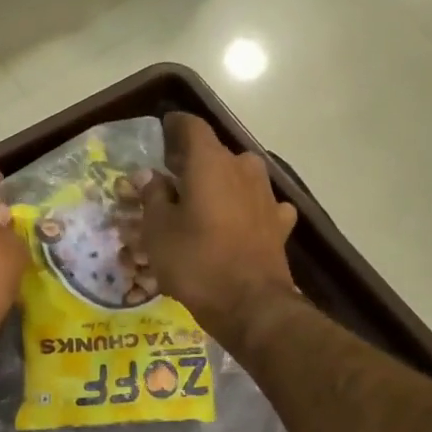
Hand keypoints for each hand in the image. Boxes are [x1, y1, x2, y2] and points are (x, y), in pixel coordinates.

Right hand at [141, 113, 298, 339]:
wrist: (251, 306)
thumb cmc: (196, 262)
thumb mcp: (158, 230)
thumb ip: (153, 196)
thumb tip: (151, 177)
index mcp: (210, 162)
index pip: (191, 126)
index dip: (173, 127)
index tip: (160, 134)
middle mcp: (243, 168)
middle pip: (214, 153)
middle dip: (192, 162)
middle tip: (170, 179)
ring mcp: (267, 195)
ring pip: (237, 177)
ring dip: (219, 184)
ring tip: (200, 203)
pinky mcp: (280, 222)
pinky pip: (258, 204)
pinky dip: (244, 207)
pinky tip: (236, 222)